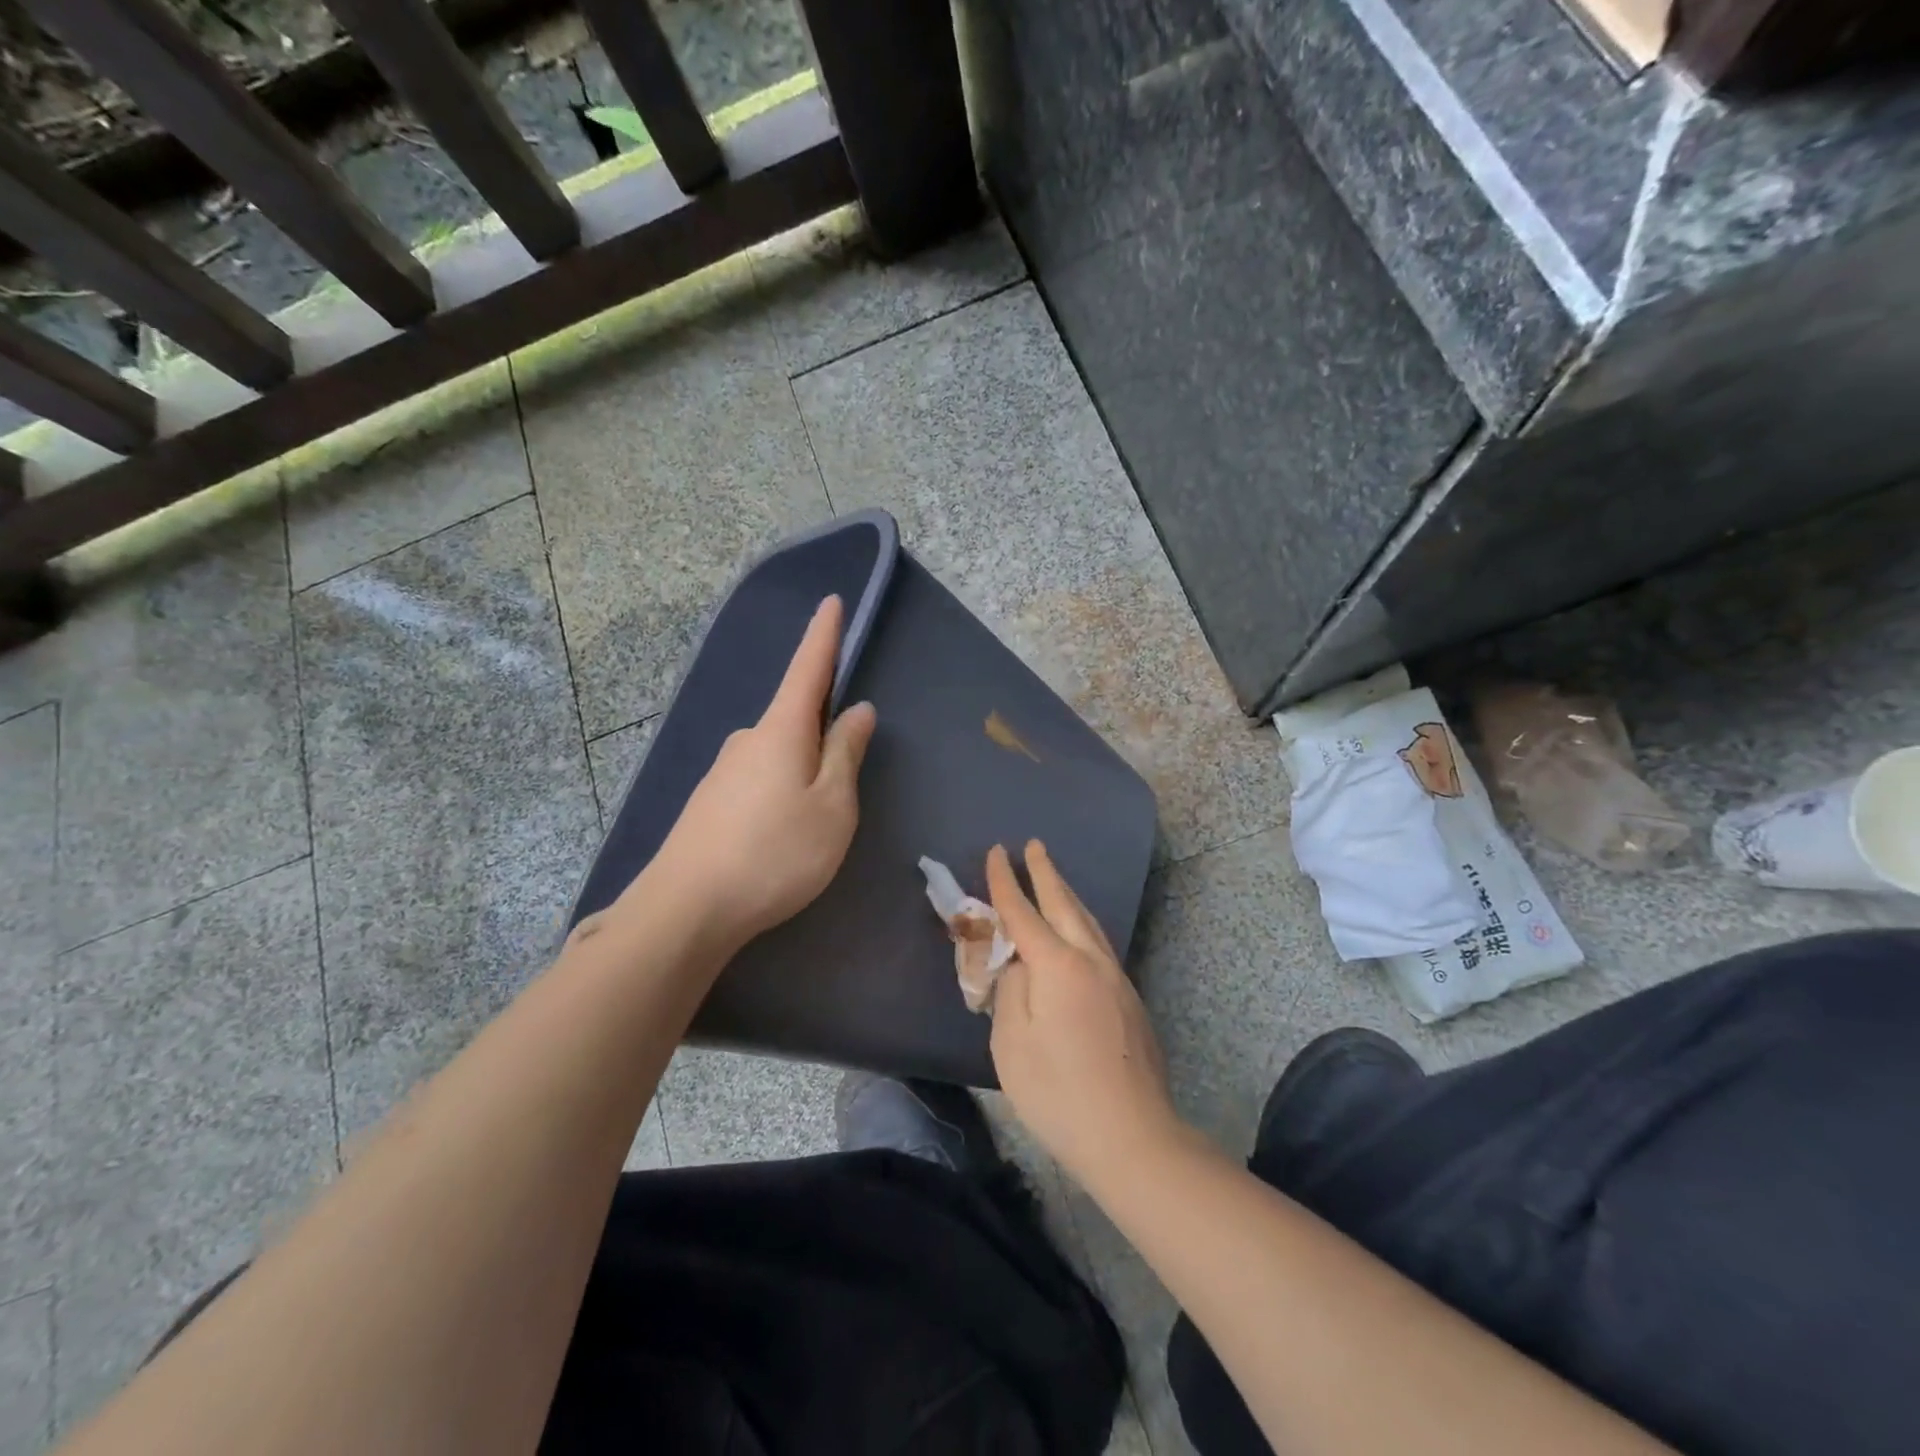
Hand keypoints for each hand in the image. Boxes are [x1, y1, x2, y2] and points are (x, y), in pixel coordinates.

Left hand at [641, 596, 876, 948]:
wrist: (686, 909)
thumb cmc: (776, 853)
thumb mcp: (832, 806)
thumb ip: (846, 754)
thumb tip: (857, 710)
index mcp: (781, 730)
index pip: (808, 668)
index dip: (824, 636)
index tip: (832, 602)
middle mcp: (747, 740)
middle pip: (794, 718)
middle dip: (821, 730)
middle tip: (843, 777)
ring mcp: (722, 771)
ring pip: (776, 754)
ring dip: (800, 770)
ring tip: (814, 820)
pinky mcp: (709, 803)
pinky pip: (757, 780)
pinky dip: (779, 792)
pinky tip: (780, 833)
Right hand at [987, 841, 1184, 1187]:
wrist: (1132, 1136)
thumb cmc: (1058, 1092)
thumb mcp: (1010, 1042)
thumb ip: (1009, 990)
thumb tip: (1017, 963)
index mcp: (1057, 965)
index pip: (1023, 911)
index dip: (1005, 881)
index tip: (996, 851)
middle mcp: (1091, 960)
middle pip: (1065, 903)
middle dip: (1045, 872)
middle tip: (1033, 845)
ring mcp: (1116, 978)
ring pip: (1088, 921)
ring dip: (1067, 895)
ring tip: (1054, 878)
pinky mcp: (1130, 1000)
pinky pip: (1099, 944)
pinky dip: (1081, 923)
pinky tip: (1077, 932)